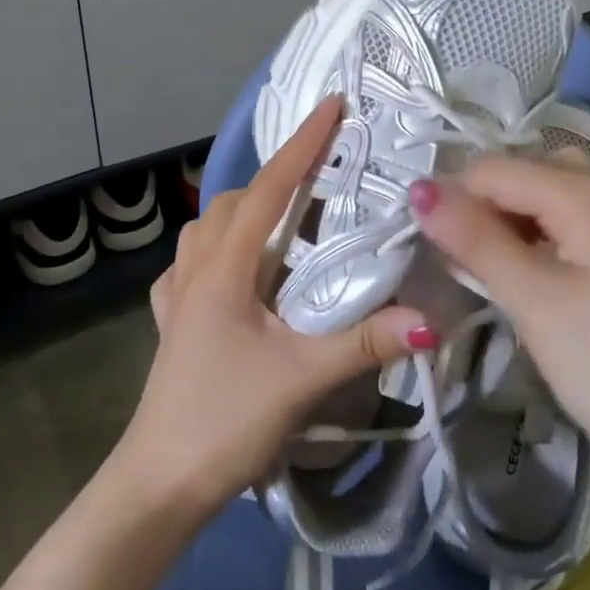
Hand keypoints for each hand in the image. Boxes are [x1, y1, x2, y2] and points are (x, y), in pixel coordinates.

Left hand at [114, 96, 431, 515]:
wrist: (158, 485)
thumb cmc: (225, 421)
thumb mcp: (302, 379)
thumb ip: (366, 343)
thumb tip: (430, 319)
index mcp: (224, 268)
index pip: (270, 188)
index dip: (303, 143)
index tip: (333, 105)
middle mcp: (196, 269)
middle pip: (237, 201)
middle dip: (280, 178)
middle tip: (325, 180)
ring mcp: (176, 296)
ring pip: (208, 227)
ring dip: (245, 211)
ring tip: (284, 222)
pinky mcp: (171, 324)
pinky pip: (190, 264)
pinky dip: (216, 249)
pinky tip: (232, 271)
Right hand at [408, 155, 589, 491]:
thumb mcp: (535, 301)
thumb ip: (476, 239)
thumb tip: (419, 189)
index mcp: (589, 193)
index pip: (495, 168)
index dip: (454, 199)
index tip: (426, 247)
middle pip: (523, 175)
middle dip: (481, 209)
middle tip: (458, 263)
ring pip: (544, 199)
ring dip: (506, 225)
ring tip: (484, 273)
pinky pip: (567, 225)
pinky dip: (535, 241)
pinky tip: (523, 279)